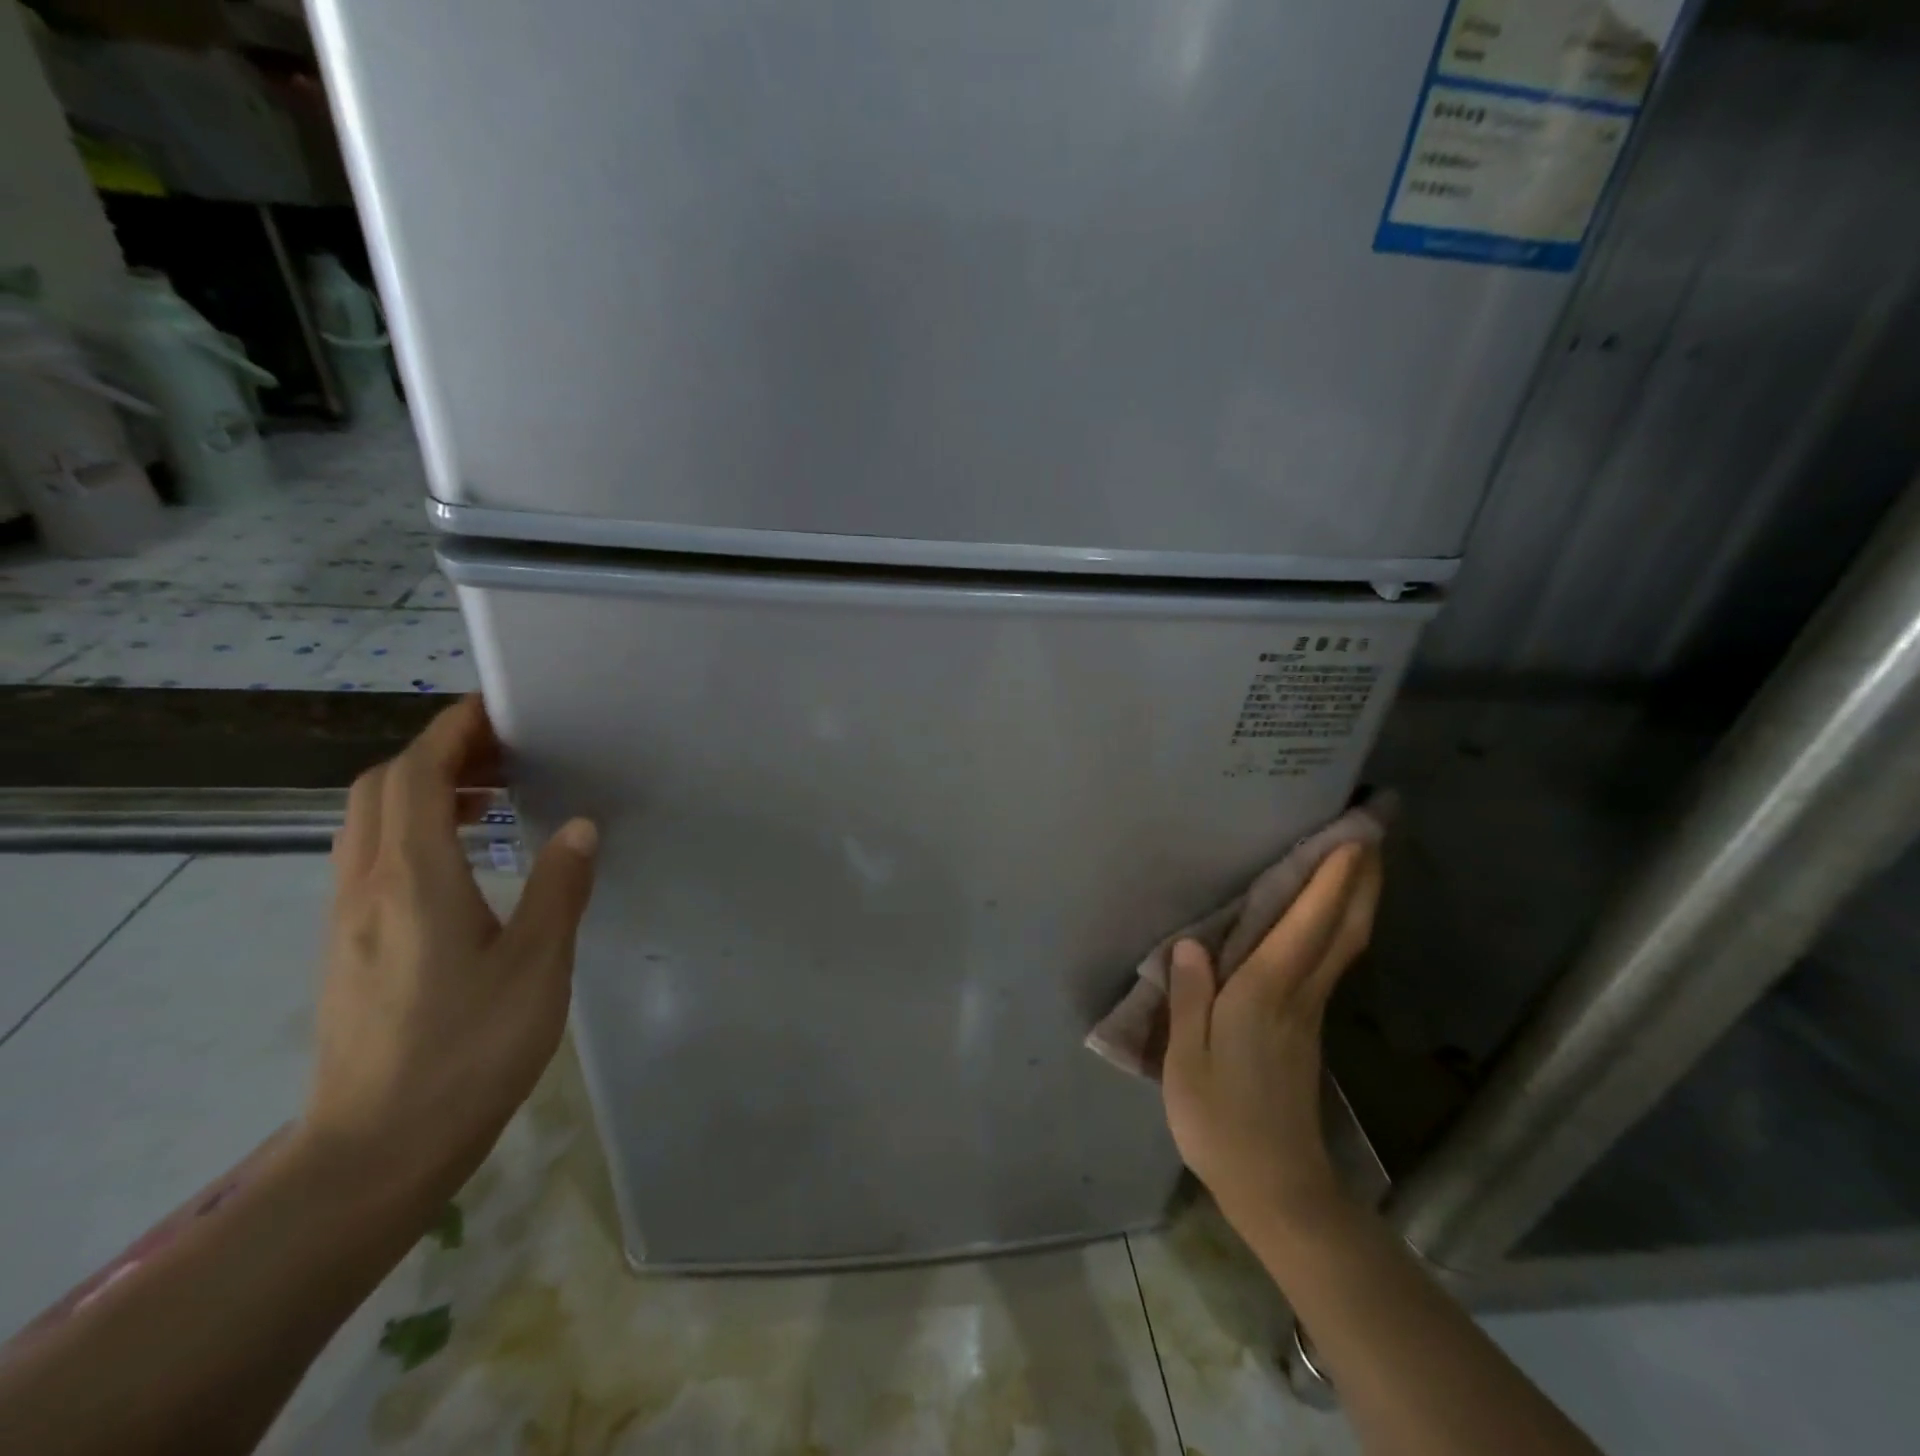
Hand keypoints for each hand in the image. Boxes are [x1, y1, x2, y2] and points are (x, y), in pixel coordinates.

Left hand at [302, 695, 598, 1201]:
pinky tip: (464, 857)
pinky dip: (413, 829)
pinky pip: (372, 856)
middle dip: (437, 752)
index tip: (499, 708)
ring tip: (491, 796)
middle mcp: (366, 886)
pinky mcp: (349, 945)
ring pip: (369, 822)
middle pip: (381, 788)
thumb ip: (559, 886)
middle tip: (505, 752)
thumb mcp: (537, 965)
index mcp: (412, 880)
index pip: (415, 775)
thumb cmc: (468, 1051)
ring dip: (423, 789)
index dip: (452, 731)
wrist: (377, 1150)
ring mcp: (348, 917)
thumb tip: (581, 826)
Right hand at [1162, 842, 1382, 1240]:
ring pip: (1344, 944)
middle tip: (1373, 833)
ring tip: (1360, 860)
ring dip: (1357, 899)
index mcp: (1265, 995)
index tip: (1352, 838)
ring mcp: (1309, 1012)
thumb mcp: (1186, 1060)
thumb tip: (1191, 943)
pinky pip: (1331, 961)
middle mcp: (1298, 994)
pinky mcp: (1308, 1028)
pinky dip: (1339, 927)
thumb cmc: (1221, 1120)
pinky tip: (1326, 918)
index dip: (1330, 882)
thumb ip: (1189, 997)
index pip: (1306, 926)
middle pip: (1343, 929)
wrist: (1277, 1186)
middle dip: (1362, 880)